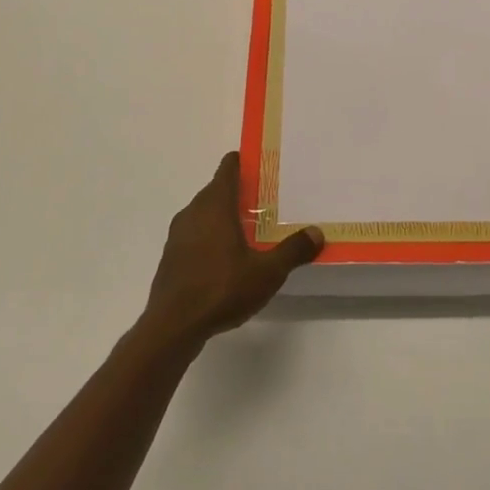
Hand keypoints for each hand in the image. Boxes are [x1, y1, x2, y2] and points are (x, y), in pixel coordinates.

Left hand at [142, 153, 323, 346]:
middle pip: (216, 190)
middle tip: (266, 200)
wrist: (172, 327)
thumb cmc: (221, 289)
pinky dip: (211, 236)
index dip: (244, 162)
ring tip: (250, 228)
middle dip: (239, 192)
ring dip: (223, 216)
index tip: (262, 165)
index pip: (228, 168)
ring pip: (204, 214)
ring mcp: (178, 235)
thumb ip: (293, 250)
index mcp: (215, 205)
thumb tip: (317, 232)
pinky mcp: (172, 257)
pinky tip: (227, 257)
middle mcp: (193, 212)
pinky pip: (195, 235)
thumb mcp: (267, 272)